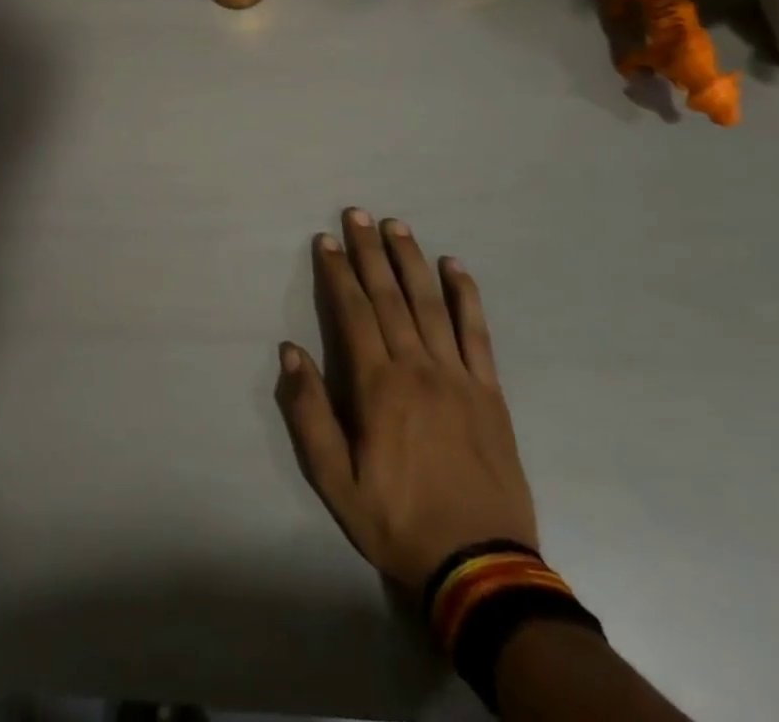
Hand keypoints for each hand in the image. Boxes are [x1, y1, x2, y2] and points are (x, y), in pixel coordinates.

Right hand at [276, 209, 537, 590]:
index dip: (338, 273)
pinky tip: (454, 267)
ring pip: (430, 303)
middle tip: (357, 213)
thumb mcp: (336, 481)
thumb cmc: (398, 521)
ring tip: (396, 225)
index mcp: (377, 386)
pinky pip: (476, 332)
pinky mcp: (489, 390)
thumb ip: (309, 413)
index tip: (327, 240)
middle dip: (369, 251)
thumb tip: (289, 352)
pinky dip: (465, 295)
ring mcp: (457, 375)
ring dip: (410, 260)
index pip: (353, 312)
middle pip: (389, 296)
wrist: (481, 566)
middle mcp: (416, 367)